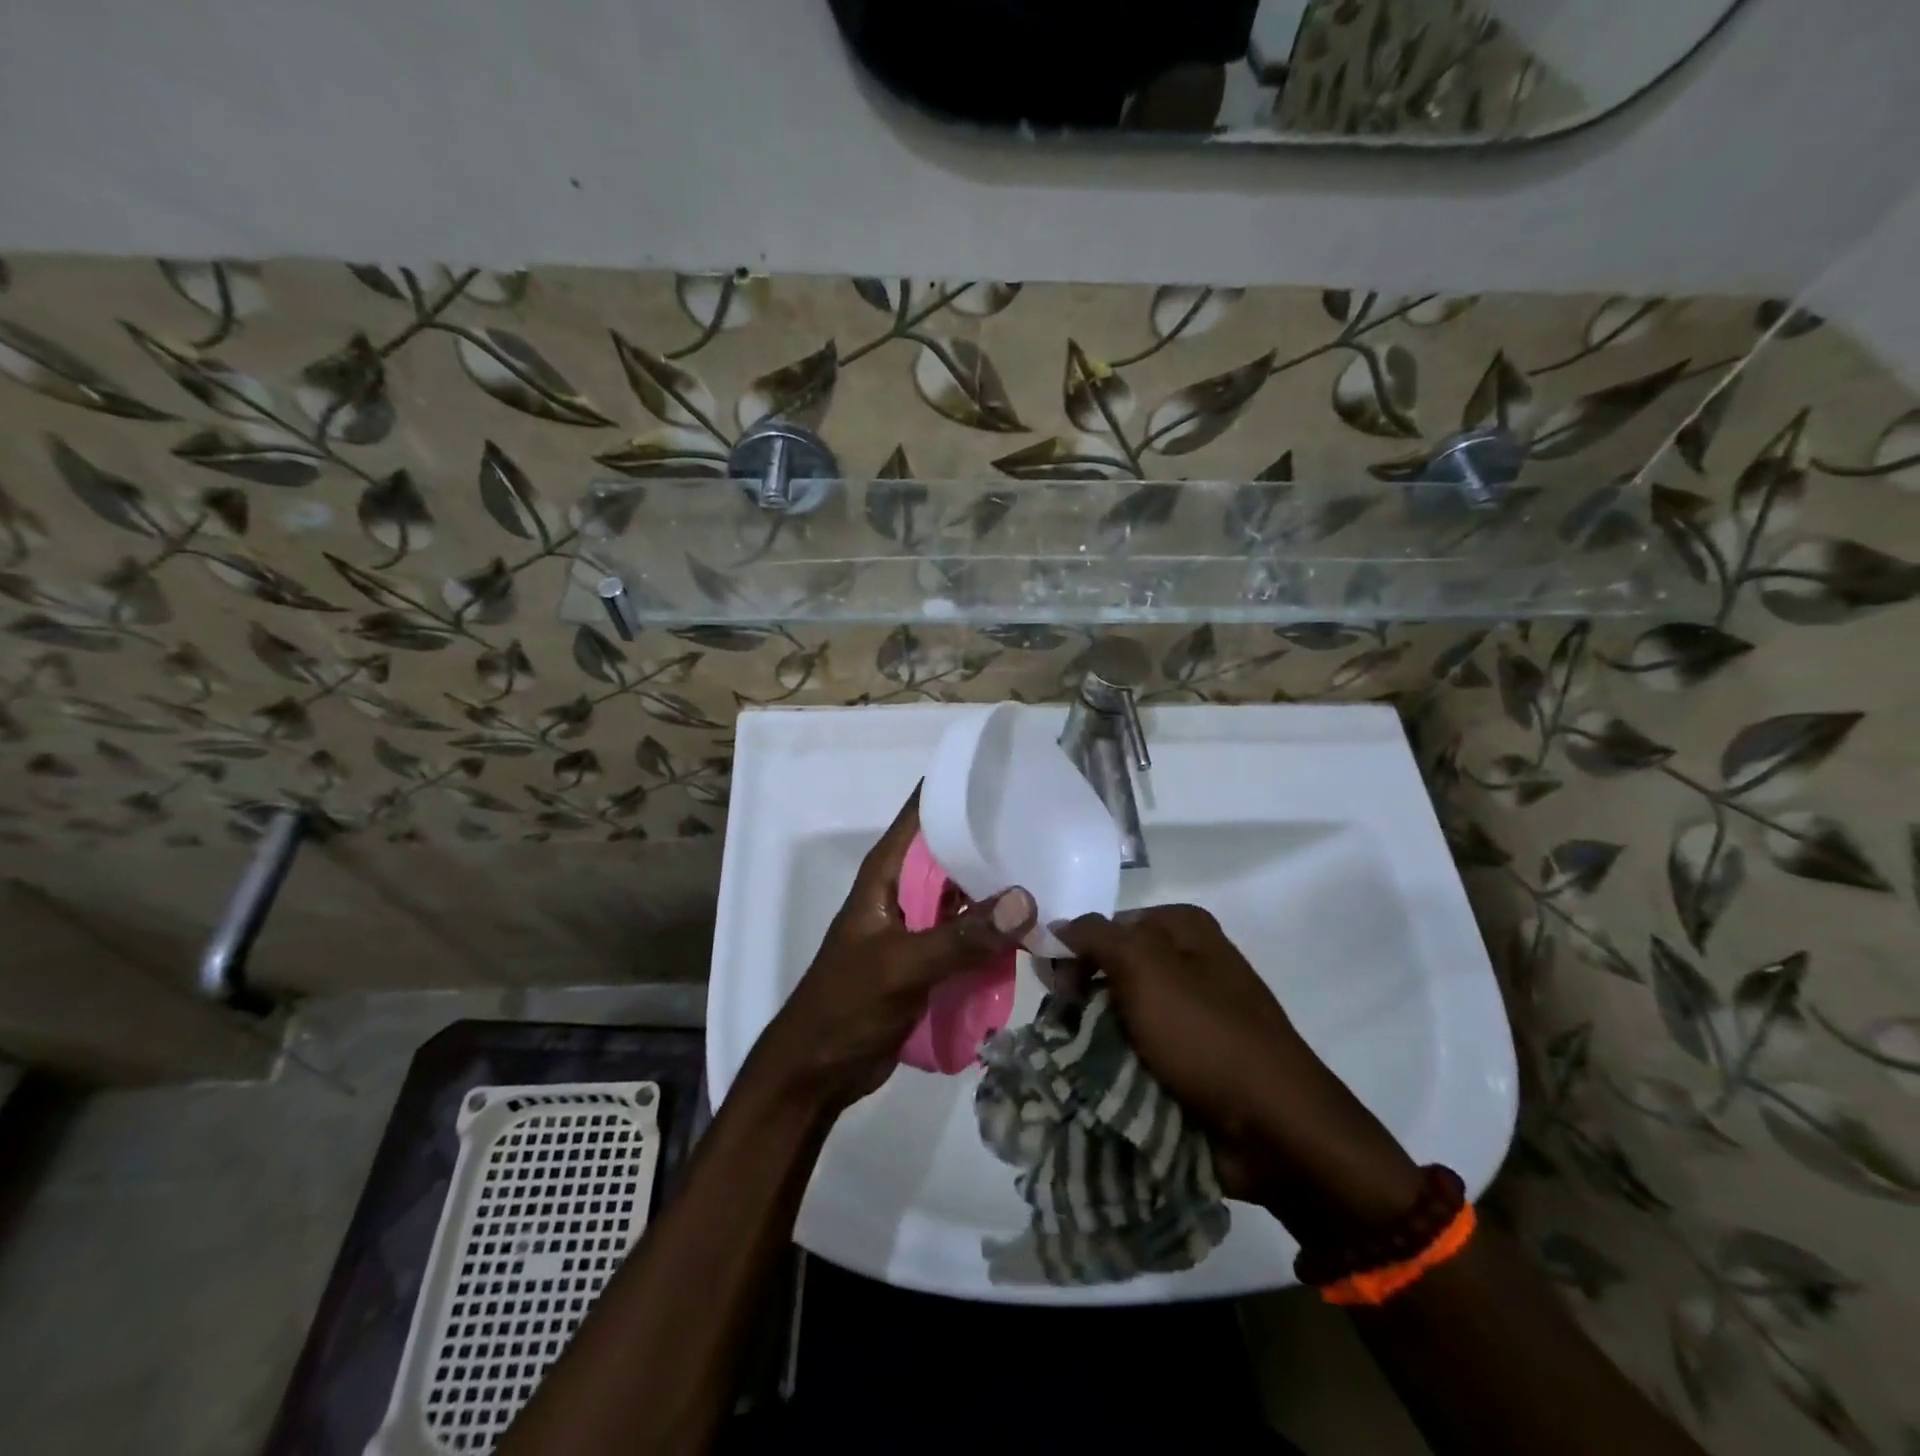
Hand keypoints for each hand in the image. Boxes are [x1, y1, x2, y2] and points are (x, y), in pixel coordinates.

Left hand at [745, 789, 1035, 1116]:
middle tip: (1051, 828)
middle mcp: (904, 889)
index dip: (960, 790)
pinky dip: (996, 930)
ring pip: (966, 894)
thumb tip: (1026, 899)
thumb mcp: (902, 967)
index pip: (923, 813)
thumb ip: (961, 937)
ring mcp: (919, 924)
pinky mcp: (932, 957)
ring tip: (1055, 873)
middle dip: (995, 841)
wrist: (818, 1071)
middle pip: (953, 851)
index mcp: (886, 873)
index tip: (1009, 775)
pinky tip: (1035, 927)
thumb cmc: (846, 1006)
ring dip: (1000, 890)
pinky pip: (970, 932)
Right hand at [1053, 905, 1419, 1235]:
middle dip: (1082, 997)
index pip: (1108, 926)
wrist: (1273, 1128)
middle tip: (1062, 1027)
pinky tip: (1097, 1081)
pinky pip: (1141, 1052)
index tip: (1057, 987)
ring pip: (1122, 1014)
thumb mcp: (1144, 966)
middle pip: (1113, 969)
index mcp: (1185, 929)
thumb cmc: (1205, 1033)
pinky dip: (1117, 1065)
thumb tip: (1056, 927)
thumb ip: (1095, 936)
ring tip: (1073, 1061)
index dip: (1076, 951)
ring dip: (1095, 1036)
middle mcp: (1190, 963)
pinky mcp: (1193, 1061)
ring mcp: (1194, 1015)